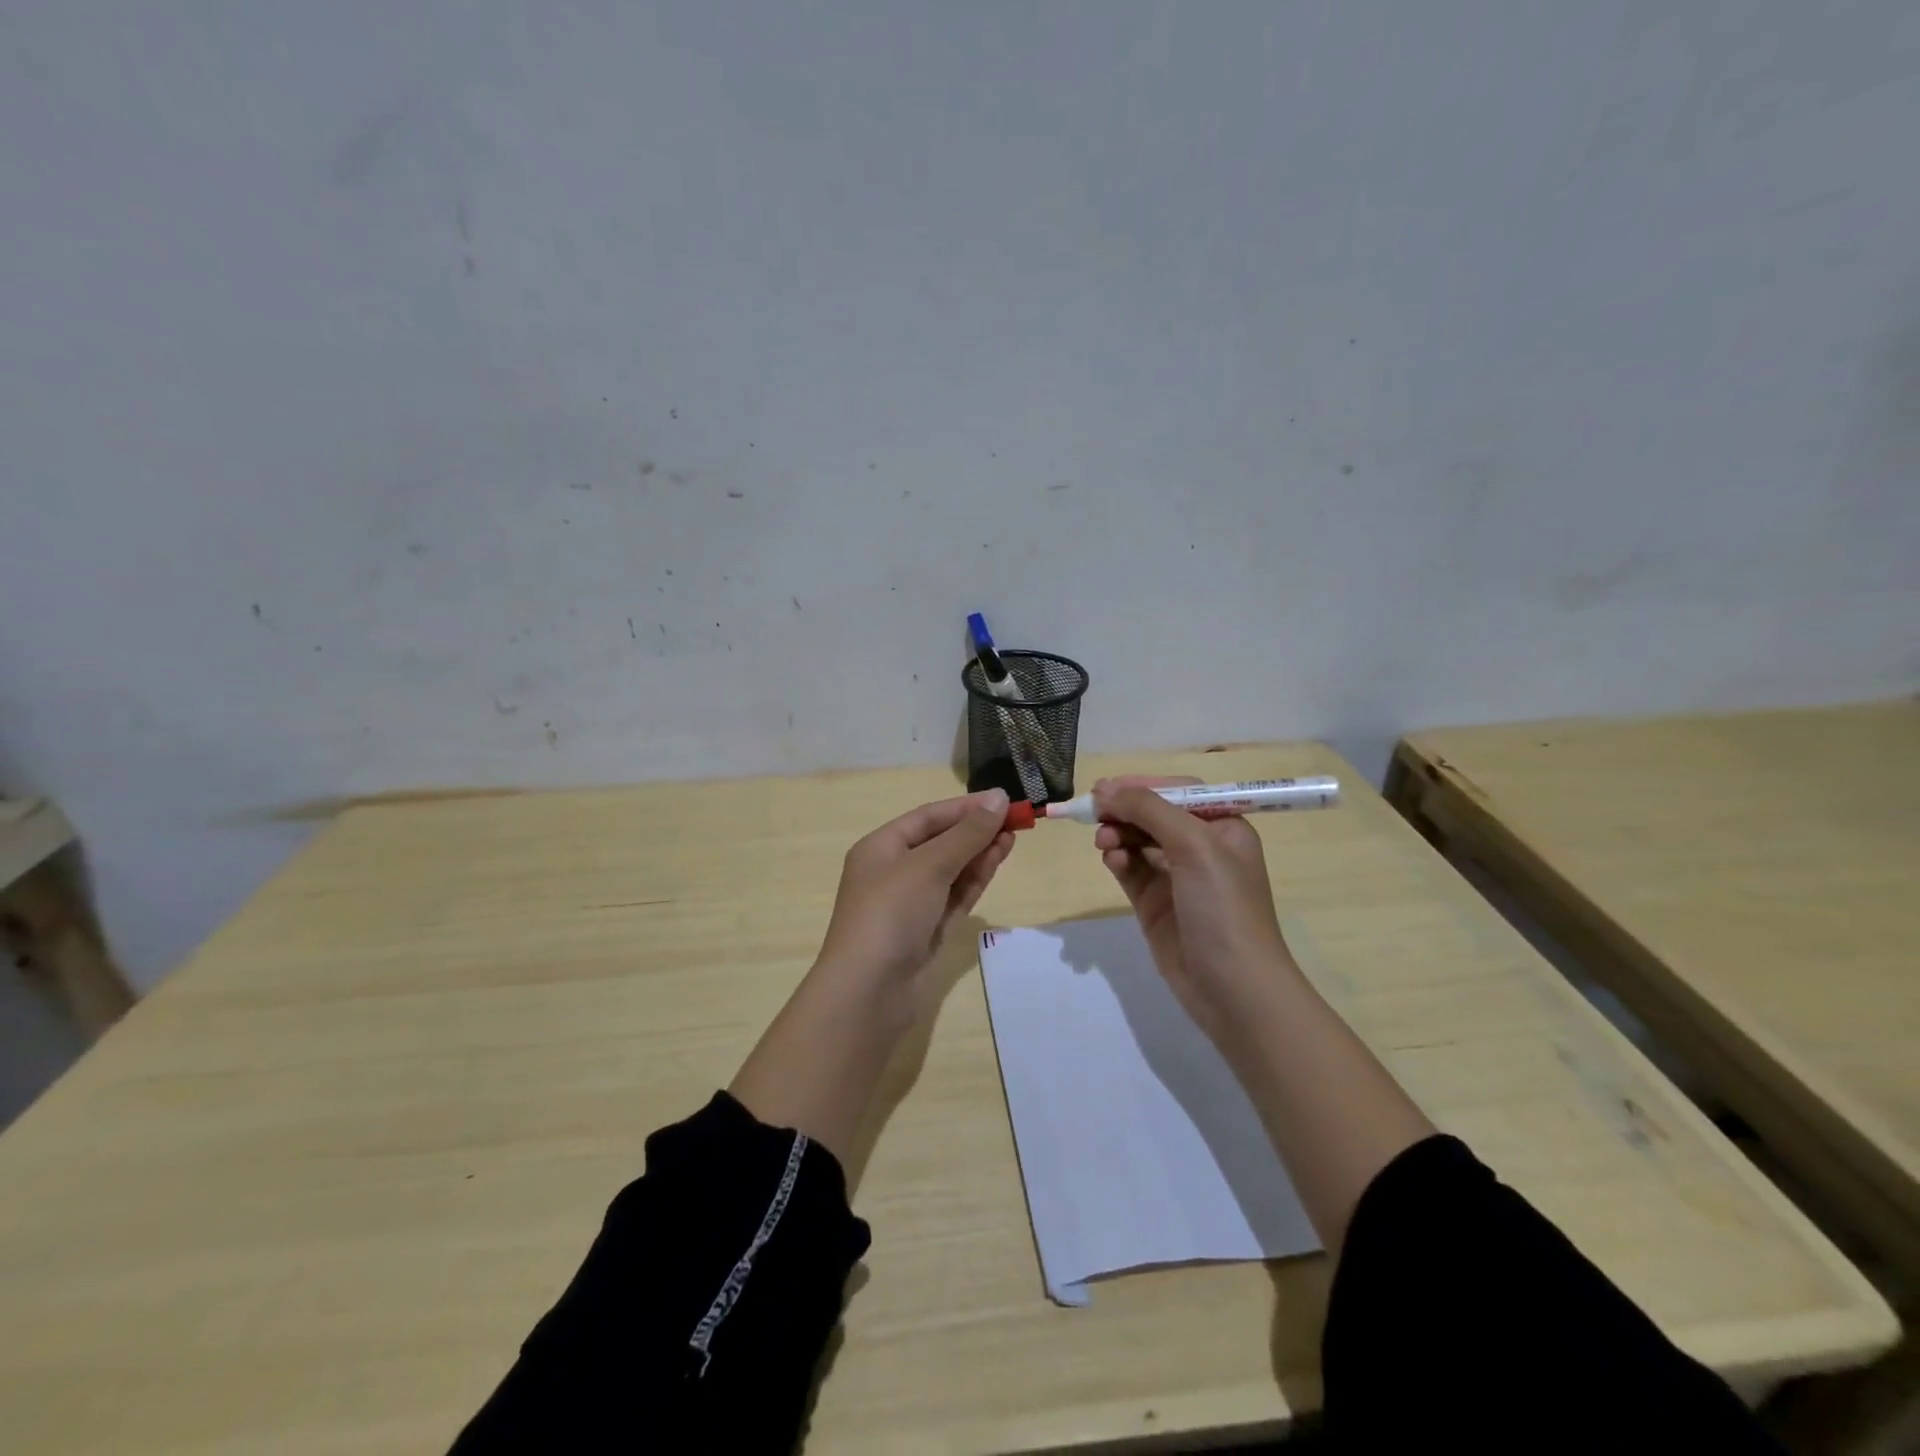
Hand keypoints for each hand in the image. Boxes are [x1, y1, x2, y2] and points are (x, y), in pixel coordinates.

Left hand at [813, 788, 1015, 1021]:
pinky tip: (997, 861)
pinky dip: (975, 878)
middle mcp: (894, 871)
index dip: (966, 807)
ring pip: (951, 869)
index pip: (928, 817)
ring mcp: (911, 903)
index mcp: (881, 848)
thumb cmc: (891, 914)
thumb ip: (967, 834)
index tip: (1004, 800)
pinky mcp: (928, 929)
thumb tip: (999, 798)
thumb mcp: (929, 865)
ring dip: (980, 852)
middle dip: (976, 830)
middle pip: (941, 841)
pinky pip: (955, 895)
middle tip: (1016, 820)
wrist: (869, 991)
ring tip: (1013, 837)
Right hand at [1092, 775, 1296, 1050]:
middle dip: (1125, 809)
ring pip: (1138, 841)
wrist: (1232, 988)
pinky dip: (1118, 859)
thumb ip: (1149, 810)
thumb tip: (1107, 791)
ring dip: (1118, 833)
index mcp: (1224, 828)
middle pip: (1154, 814)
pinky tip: (1111, 860)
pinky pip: (1130, 869)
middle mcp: (1201, 849)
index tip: (1107, 787)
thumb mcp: (1194, 845)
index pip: (1178, 792)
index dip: (1143, 785)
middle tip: (1093, 810)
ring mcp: (1177, 878)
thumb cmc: (1223, 906)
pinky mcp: (1155, 905)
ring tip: (1103, 841)